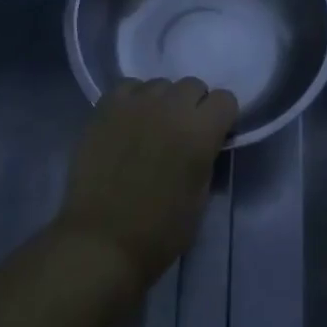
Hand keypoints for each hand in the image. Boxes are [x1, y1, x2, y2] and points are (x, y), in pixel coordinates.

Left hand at [54, 78, 237, 293]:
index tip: (214, 137)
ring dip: (163, 102)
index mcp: (200, 132)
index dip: (222, 118)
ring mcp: (135, 105)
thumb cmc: (159, 231)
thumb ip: (207, 158)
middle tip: (182, 134)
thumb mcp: (201, 197)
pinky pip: (128, 87)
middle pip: (193, 85)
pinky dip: (134, 100)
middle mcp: (171, 108)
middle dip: (194, 106)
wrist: (101, 242)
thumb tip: (205, 143)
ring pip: (160, 85)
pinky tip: (129, 122)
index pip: (226, 99)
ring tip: (151, 128)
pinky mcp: (105, 109)